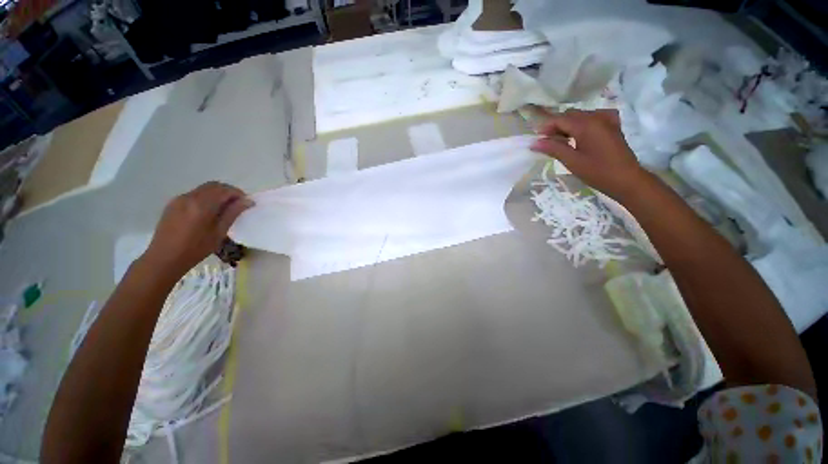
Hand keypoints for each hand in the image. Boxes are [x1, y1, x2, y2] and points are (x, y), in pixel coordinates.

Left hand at [142, 182, 253, 277]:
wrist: (165, 257)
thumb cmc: (196, 248)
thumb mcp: (219, 232)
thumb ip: (233, 213)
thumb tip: (247, 201)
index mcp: (202, 204)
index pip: (224, 190)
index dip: (238, 194)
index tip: (247, 203)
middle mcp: (189, 197)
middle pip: (213, 186)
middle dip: (228, 192)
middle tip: (238, 204)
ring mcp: (179, 199)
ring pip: (203, 189)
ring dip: (217, 194)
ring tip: (224, 209)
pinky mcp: (173, 204)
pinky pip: (194, 195)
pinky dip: (206, 198)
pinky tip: (208, 212)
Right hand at [530, 109, 651, 201]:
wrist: (626, 179)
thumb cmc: (597, 172)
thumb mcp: (572, 161)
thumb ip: (553, 149)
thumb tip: (534, 143)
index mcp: (586, 125)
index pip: (560, 119)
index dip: (546, 128)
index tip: (538, 141)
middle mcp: (597, 117)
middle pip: (570, 115)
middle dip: (556, 126)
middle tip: (549, 143)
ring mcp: (607, 120)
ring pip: (581, 116)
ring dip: (569, 125)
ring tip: (563, 141)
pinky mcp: (613, 126)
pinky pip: (594, 117)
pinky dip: (584, 123)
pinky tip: (582, 134)